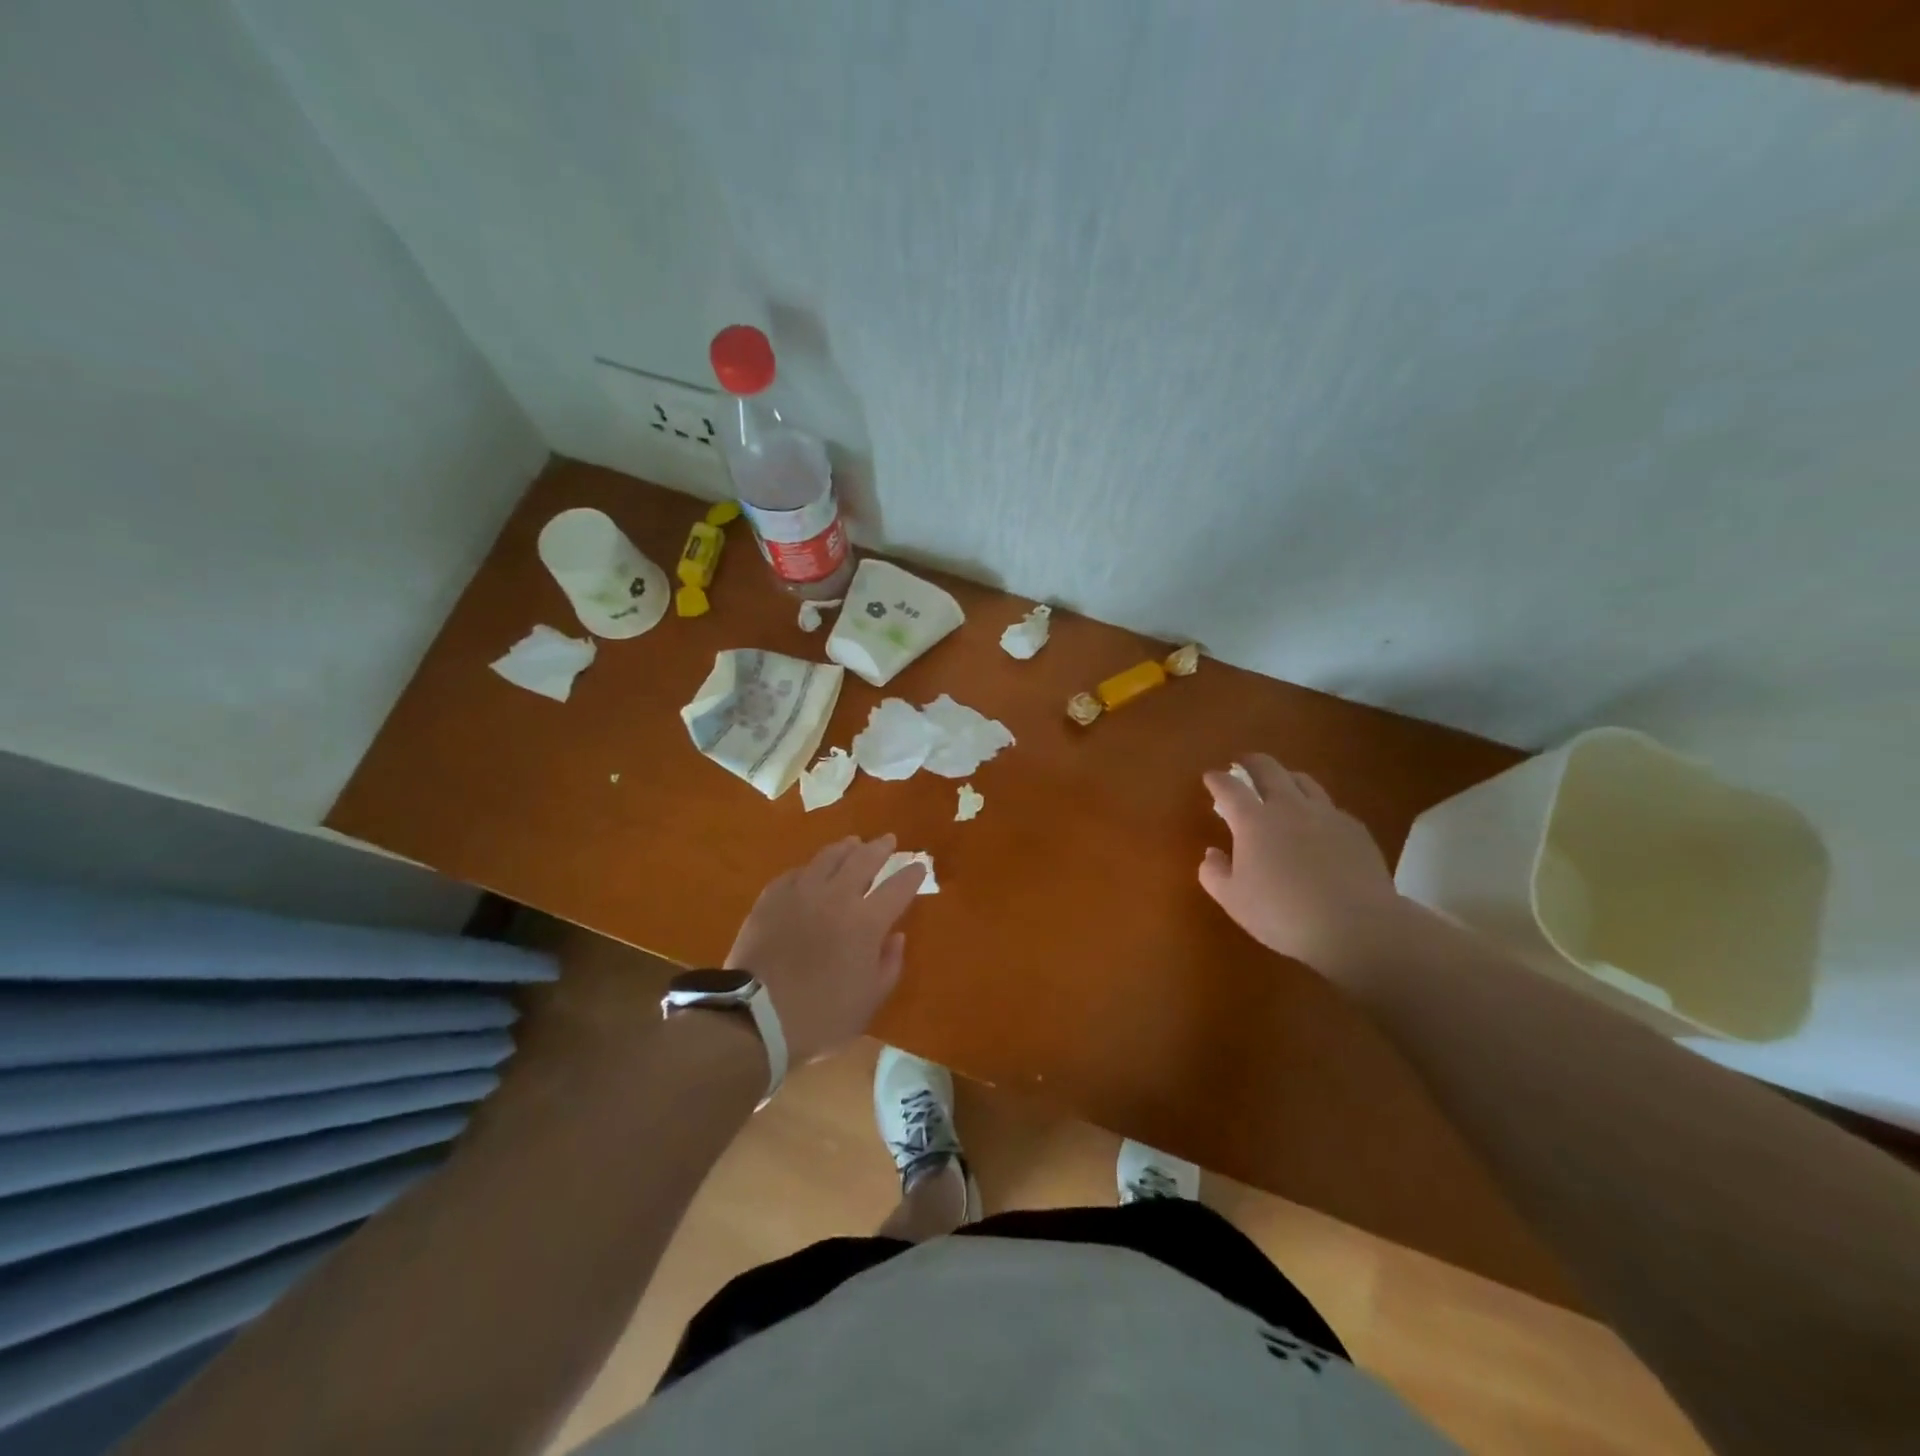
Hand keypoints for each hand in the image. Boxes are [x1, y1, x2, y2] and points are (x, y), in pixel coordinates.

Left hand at [725, 834, 925, 1064]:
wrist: (755, 1019)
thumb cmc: (820, 1017)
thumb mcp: (869, 1001)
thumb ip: (889, 965)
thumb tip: (896, 936)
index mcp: (866, 922)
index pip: (898, 888)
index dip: (911, 875)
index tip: (919, 866)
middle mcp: (837, 897)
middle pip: (864, 859)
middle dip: (880, 848)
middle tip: (889, 841)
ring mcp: (801, 893)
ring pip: (828, 857)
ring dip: (846, 848)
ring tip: (853, 843)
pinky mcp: (771, 897)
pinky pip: (796, 872)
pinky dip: (811, 868)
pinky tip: (812, 870)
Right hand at [1199, 754, 1404, 974]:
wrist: (1355, 926)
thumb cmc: (1282, 913)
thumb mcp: (1233, 900)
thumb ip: (1213, 873)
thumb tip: (1212, 853)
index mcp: (1253, 821)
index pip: (1229, 788)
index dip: (1217, 780)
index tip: (1210, 777)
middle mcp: (1288, 807)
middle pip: (1268, 769)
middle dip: (1251, 762)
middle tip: (1242, 762)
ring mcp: (1326, 815)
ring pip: (1303, 781)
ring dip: (1286, 777)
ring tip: (1281, 784)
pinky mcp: (1354, 829)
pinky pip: (1330, 807)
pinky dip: (1316, 807)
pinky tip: (1318, 823)